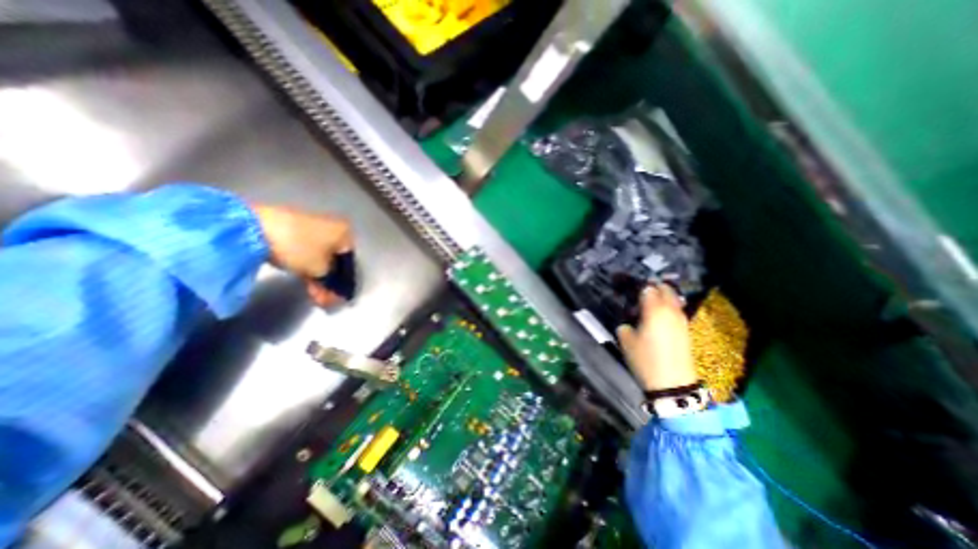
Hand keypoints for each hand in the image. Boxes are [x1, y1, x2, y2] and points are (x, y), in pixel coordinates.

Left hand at [252, 203, 355, 307]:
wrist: (254, 227)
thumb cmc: (299, 248)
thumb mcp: (321, 270)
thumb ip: (331, 282)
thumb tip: (334, 291)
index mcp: (345, 233)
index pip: (350, 262)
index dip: (345, 281)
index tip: (338, 297)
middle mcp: (333, 227)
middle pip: (335, 260)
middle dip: (330, 281)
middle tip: (325, 300)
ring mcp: (312, 226)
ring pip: (320, 257)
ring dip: (318, 277)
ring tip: (313, 294)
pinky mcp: (293, 229)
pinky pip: (307, 251)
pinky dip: (307, 266)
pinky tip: (304, 280)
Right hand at [612, 284, 698, 391]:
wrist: (672, 383)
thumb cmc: (645, 359)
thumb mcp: (625, 339)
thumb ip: (625, 324)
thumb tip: (629, 320)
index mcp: (654, 309)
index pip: (647, 289)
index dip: (638, 288)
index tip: (629, 291)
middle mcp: (671, 310)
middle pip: (665, 289)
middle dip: (653, 287)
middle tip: (640, 294)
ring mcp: (681, 319)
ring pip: (674, 299)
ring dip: (662, 297)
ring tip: (649, 305)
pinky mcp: (686, 330)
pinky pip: (677, 311)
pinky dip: (668, 308)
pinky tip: (659, 317)